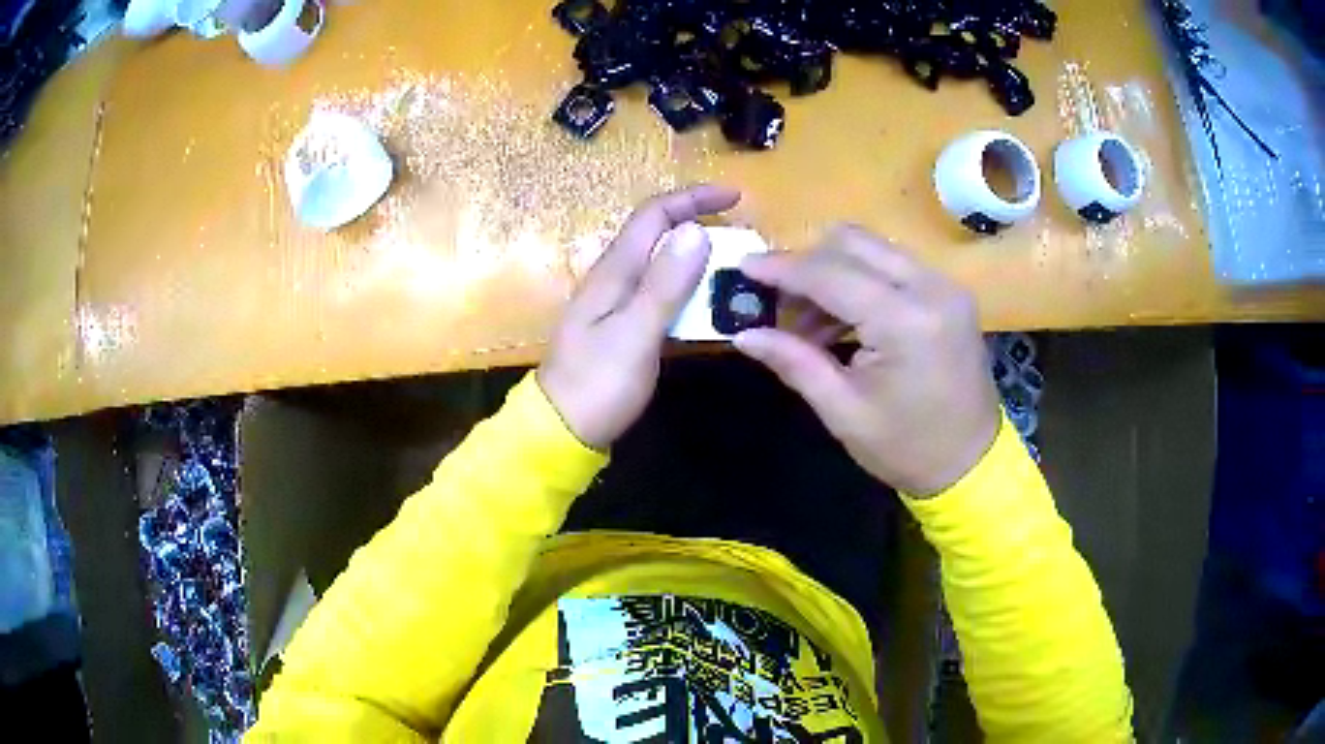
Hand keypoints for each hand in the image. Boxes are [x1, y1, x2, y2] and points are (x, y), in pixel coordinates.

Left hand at [539, 185, 741, 449]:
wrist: (562, 430)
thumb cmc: (598, 383)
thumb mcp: (635, 334)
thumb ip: (664, 285)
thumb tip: (696, 230)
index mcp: (614, 271)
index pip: (654, 215)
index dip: (693, 199)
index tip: (736, 197)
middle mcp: (615, 278)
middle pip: (658, 235)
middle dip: (700, 223)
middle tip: (744, 236)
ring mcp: (618, 304)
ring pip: (662, 265)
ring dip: (698, 259)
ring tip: (737, 269)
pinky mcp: (624, 328)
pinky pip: (661, 295)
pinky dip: (689, 290)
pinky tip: (711, 306)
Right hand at [733, 225, 1000, 495]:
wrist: (972, 462)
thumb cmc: (907, 447)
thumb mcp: (844, 411)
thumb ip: (795, 362)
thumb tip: (743, 335)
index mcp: (905, 321)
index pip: (830, 274)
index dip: (782, 268)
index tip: (743, 266)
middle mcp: (930, 287)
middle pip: (853, 243)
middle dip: (807, 263)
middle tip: (779, 301)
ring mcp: (945, 285)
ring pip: (873, 248)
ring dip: (833, 271)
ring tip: (810, 321)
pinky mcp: (949, 293)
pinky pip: (893, 265)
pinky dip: (860, 280)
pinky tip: (844, 319)